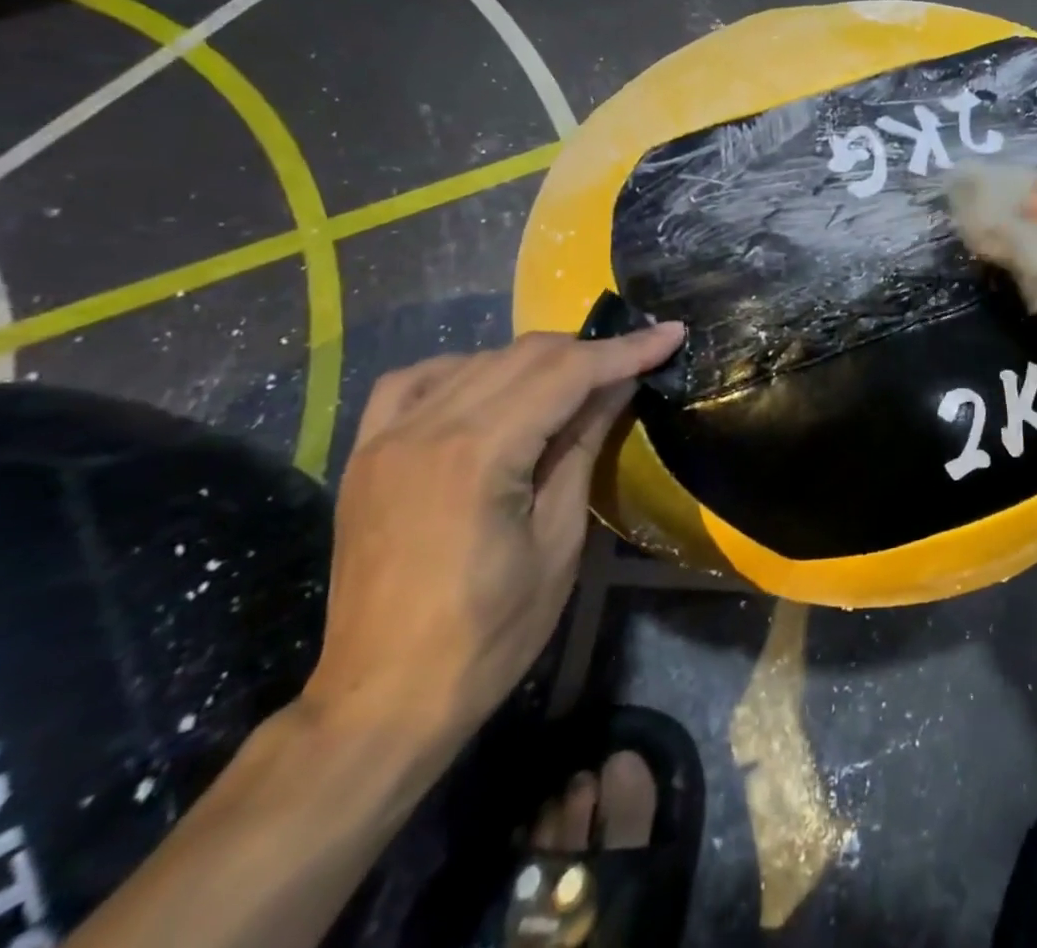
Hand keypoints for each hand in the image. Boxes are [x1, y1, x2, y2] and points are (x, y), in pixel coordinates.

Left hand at [302, 326, 683, 748]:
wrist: (382, 703)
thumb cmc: (489, 633)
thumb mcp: (558, 538)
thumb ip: (583, 447)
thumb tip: (619, 386)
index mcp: (478, 454)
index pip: (567, 373)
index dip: (626, 350)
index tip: (671, 333)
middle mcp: (426, 428)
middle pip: (524, 356)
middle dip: (589, 350)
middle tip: (637, 358)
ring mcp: (385, 438)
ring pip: (476, 360)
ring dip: (536, 360)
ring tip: (578, 379)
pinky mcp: (365, 455)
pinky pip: (415, 382)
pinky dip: (465, 370)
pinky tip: (490, 385)